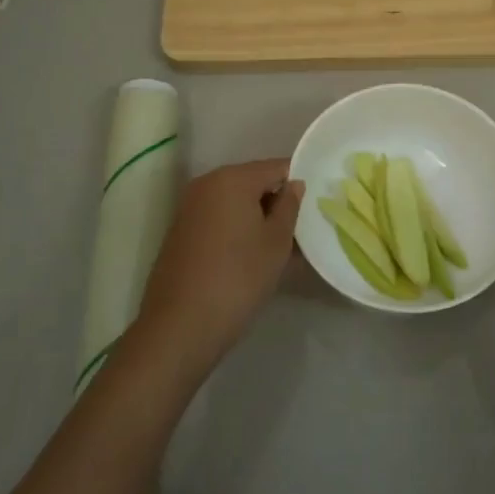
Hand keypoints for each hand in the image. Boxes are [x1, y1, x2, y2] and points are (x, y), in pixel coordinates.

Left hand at [137, 159, 303, 372]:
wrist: (180, 326)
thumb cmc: (238, 277)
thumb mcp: (276, 242)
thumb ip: (289, 206)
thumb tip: (294, 185)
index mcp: (232, 178)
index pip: (277, 167)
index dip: (298, 184)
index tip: (314, 208)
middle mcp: (207, 183)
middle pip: (254, 182)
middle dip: (277, 203)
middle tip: (299, 232)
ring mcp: (189, 207)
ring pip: (235, 203)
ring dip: (257, 219)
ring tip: (279, 250)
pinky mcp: (180, 231)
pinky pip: (218, 219)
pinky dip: (237, 230)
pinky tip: (251, 258)